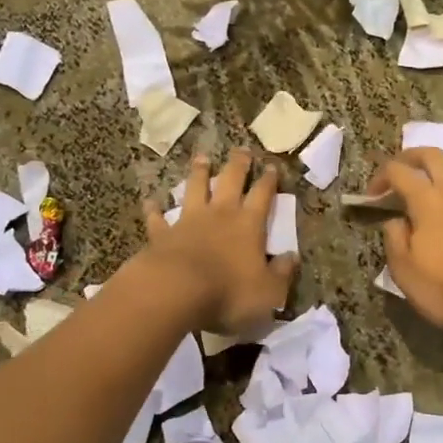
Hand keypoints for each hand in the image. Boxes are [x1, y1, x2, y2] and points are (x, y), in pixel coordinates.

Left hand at [141, 149, 297, 333]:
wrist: (177, 291)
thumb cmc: (229, 292)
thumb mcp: (269, 291)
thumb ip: (282, 273)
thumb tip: (291, 257)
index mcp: (249, 224)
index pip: (263, 195)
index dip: (269, 180)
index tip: (272, 166)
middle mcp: (220, 214)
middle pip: (230, 181)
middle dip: (238, 164)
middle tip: (241, 149)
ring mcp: (188, 221)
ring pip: (194, 188)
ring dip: (199, 173)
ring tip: (201, 158)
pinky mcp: (162, 234)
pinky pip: (158, 218)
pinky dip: (155, 209)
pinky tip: (150, 202)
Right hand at [373, 147, 442, 329]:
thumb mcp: (404, 271)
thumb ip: (395, 239)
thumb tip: (395, 221)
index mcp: (427, 200)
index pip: (399, 171)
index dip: (380, 177)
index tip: (370, 196)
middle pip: (431, 155)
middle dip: (409, 156)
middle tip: (396, 171)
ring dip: (435, 164)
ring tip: (422, 178)